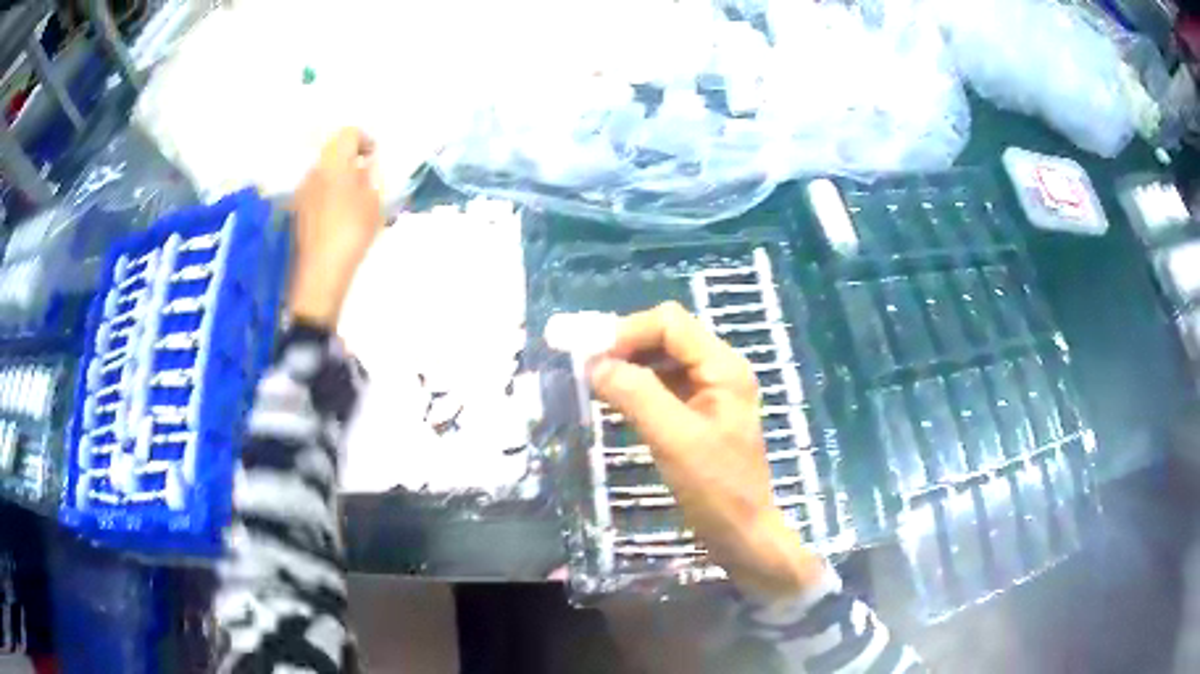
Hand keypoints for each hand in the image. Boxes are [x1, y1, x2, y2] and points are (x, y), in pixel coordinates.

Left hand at [289, 128, 383, 327]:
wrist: (321, 273)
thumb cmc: (352, 232)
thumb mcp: (374, 201)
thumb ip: (371, 176)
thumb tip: (366, 165)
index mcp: (333, 162)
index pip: (348, 134)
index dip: (365, 140)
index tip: (375, 157)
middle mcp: (313, 171)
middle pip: (333, 152)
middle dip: (351, 159)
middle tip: (367, 177)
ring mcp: (302, 192)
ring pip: (323, 172)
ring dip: (339, 177)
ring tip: (355, 198)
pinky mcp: (297, 211)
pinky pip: (316, 190)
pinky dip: (329, 193)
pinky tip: (339, 214)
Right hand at [589, 302, 824, 602]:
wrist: (742, 533)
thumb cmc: (716, 488)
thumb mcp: (674, 440)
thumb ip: (636, 395)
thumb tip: (594, 364)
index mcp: (723, 367)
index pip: (670, 323)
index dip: (627, 332)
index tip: (591, 359)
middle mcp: (719, 370)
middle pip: (666, 336)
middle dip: (626, 346)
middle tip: (587, 370)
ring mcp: (711, 392)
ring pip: (663, 360)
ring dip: (630, 366)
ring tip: (596, 385)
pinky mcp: (700, 413)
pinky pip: (665, 385)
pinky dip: (638, 387)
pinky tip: (617, 402)